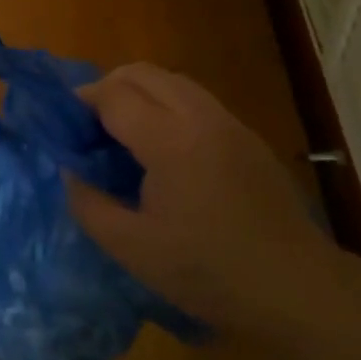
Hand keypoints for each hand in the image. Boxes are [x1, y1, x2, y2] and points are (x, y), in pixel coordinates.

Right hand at [67, 63, 332, 338]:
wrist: (296, 287)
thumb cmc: (209, 271)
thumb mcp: (134, 250)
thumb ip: (90, 205)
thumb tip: (70, 171)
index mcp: (170, 140)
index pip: (114, 95)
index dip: (82, 103)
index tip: (64, 127)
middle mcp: (200, 116)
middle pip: (143, 73)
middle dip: (108, 87)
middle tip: (89, 125)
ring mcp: (229, 122)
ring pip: (173, 81)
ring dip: (140, 92)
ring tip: (123, 132)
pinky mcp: (247, 136)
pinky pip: (196, 100)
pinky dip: (168, 105)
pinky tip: (165, 148)